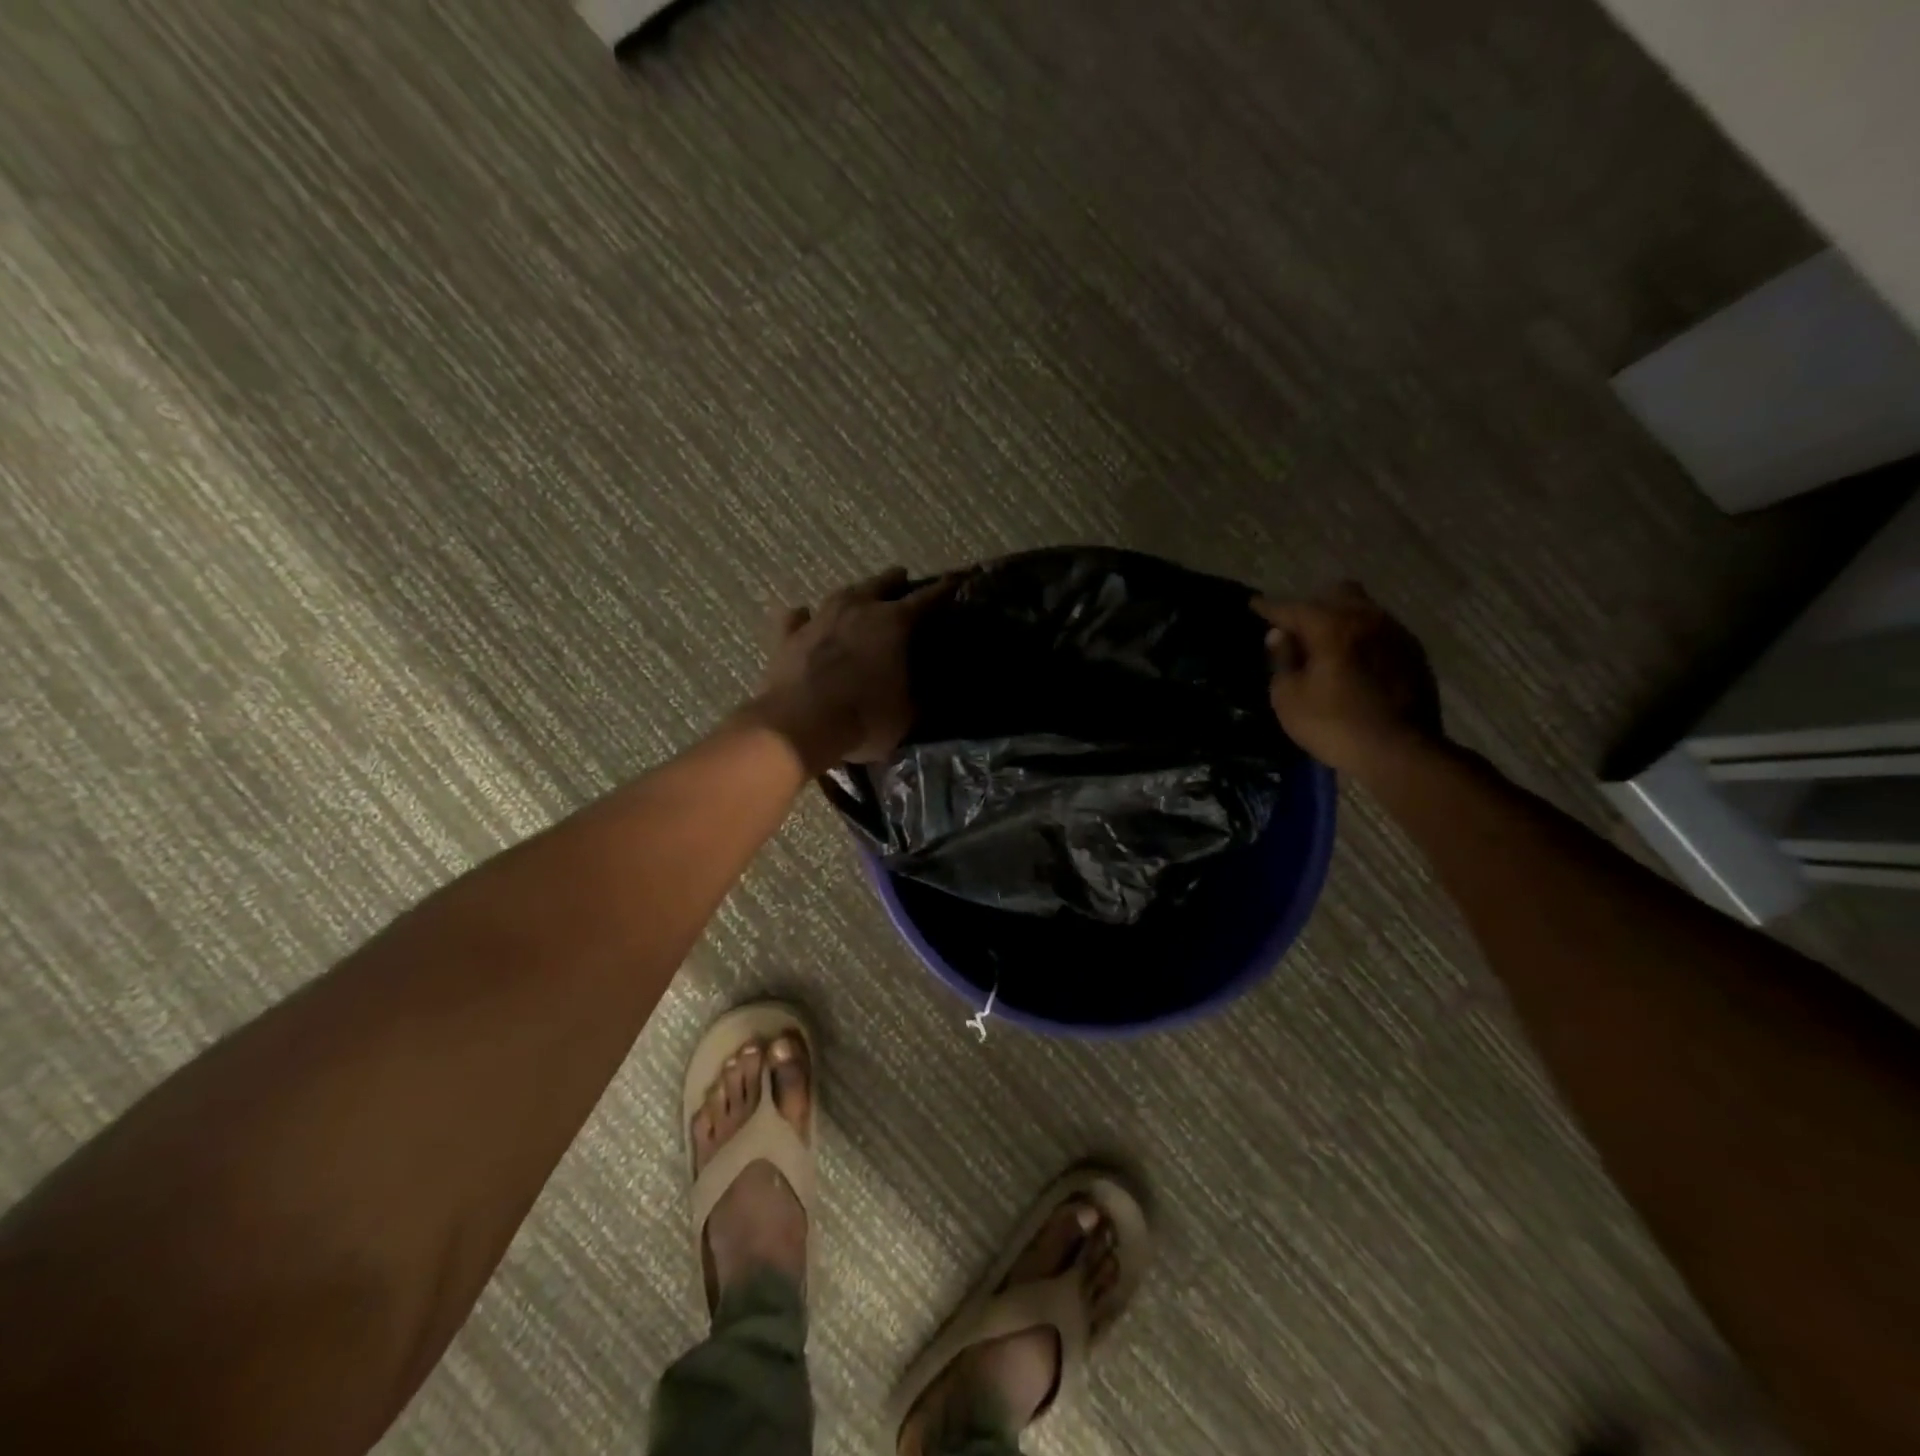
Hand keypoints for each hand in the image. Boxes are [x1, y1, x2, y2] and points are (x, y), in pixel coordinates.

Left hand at [747, 567, 955, 772]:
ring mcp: (819, 619)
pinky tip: (803, 615)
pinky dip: (804, 618)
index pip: (927, 599)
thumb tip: (919, 692)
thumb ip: (914, 696)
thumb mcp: (905, 714)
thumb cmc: (864, 717)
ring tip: (859, 594)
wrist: (800, 724)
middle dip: (895, 581)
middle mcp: (857, 609)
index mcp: (894, 623)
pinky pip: (798, 619)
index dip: (944, 589)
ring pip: (841, 594)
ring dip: (853, 594)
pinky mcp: (788, 637)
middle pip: (880, 585)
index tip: (955, 579)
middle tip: (902, 577)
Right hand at [1252, 583, 1442, 775]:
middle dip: (1313, 604)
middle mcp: (1367, 619)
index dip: (1269, 607)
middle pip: (1337, 593)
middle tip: (1297, 627)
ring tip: (1327, 643)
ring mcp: (1396, 634)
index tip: (1254, 605)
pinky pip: (1381, 631)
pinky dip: (1362, 637)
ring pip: (1364, 610)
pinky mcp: (1414, 654)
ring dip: (1342, 619)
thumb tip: (1280, 635)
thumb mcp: (1289, 698)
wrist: (1401, 752)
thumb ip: (1283, 660)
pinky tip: (1355, 661)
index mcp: (1332, 626)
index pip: (1292, 608)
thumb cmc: (1334, 725)